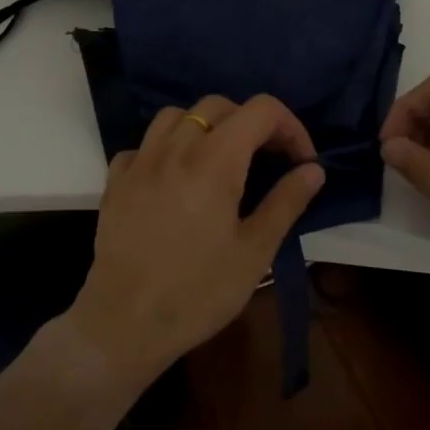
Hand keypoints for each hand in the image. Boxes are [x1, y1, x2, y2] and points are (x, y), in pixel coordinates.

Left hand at [68, 94, 325, 386]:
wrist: (125, 324)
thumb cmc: (199, 292)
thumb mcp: (254, 252)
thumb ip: (286, 202)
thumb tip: (313, 170)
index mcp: (215, 160)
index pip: (261, 110)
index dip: (290, 127)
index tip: (301, 161)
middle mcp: (176, 147)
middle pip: (218, 105)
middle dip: (251, 123)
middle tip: (267, 160)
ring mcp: (140, 161)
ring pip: (176, 115)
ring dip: (205, 127)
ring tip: (218, 160)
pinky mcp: (116, 181)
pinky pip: (143, 145)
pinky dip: (164, 150)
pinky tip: (173, 179)